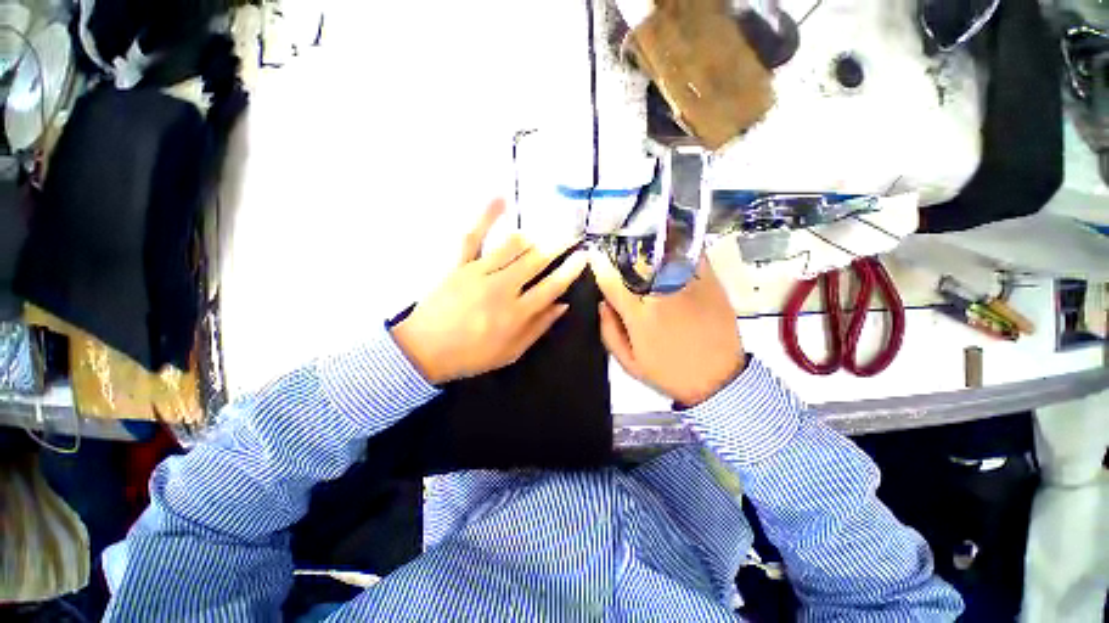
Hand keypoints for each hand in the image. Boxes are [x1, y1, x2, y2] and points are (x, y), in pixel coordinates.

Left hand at [391, 199, 587, 383]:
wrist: (423, 352)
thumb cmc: (471, 356)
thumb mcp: (511, 352)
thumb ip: (538, 327)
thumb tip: (562, 305)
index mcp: (516, 313)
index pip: (551, 286)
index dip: (570, 270)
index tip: (583, 256)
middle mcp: (501, 288)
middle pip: (536, 260)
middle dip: (558, 245)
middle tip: (572, 235)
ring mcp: (478, 273)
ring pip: (512, 246)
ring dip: (533, 236)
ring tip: (546, 231)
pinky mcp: (458, 265)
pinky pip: (473, 237)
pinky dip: (486, 217)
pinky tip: (500, 198)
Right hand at [591, 248, 743, 405]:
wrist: (718, 380)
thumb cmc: (669, 372)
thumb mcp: (629, 362)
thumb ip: (609, 332)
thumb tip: (603, 304)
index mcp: (639, 316)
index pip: (611, 281)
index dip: (599, 266)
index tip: (595, 257)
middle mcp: (662, 295)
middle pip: (635, 260)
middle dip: (622, 252)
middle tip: (617, 248)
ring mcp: (689, 285)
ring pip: (663, 251)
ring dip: (649, 243)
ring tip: (642, 239)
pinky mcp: (711, 282)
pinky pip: (692, 254)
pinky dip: (679, 245)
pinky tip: (672, 243)